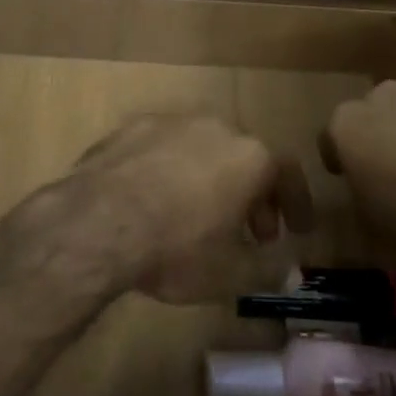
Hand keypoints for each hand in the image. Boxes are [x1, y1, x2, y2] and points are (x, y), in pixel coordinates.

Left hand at [62, 113, 314, 304]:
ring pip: (204, 149)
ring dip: (212, 179)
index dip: (296, 203)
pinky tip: (156, 200)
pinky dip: (172, 170)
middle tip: (250, 233)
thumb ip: (267, 270)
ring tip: (201, 216)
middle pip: (246, 158)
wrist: (98, 221)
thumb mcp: (229, 273)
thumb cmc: (176, 248)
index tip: (297, 230)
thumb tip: (292, 273)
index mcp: (249, 156)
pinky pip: (165, 148)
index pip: (288, 173)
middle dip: (253, 195)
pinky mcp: (133, 126)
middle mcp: (216, 127)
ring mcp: (172, 121)